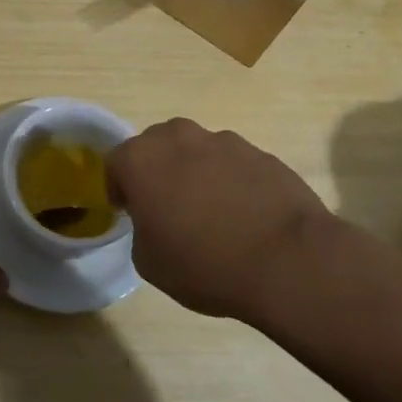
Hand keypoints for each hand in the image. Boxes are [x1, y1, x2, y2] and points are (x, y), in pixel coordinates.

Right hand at [107, 119, 331, 319]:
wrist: (287, 259)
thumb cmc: (204, 263)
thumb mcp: (149, 262)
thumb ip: (142, 229)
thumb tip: (157, 221)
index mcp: (142, 159)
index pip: (115, 163)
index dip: (119, 189)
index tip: (130, 213)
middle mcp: (179, 138)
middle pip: (156, 146)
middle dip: (156, 171)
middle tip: (167, 209)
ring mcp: (224, 141)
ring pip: (196, 151)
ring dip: (195, 173)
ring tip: (212, 215)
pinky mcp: (261, 153)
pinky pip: (233, 164)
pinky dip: (230, 182)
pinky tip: (244, 216)